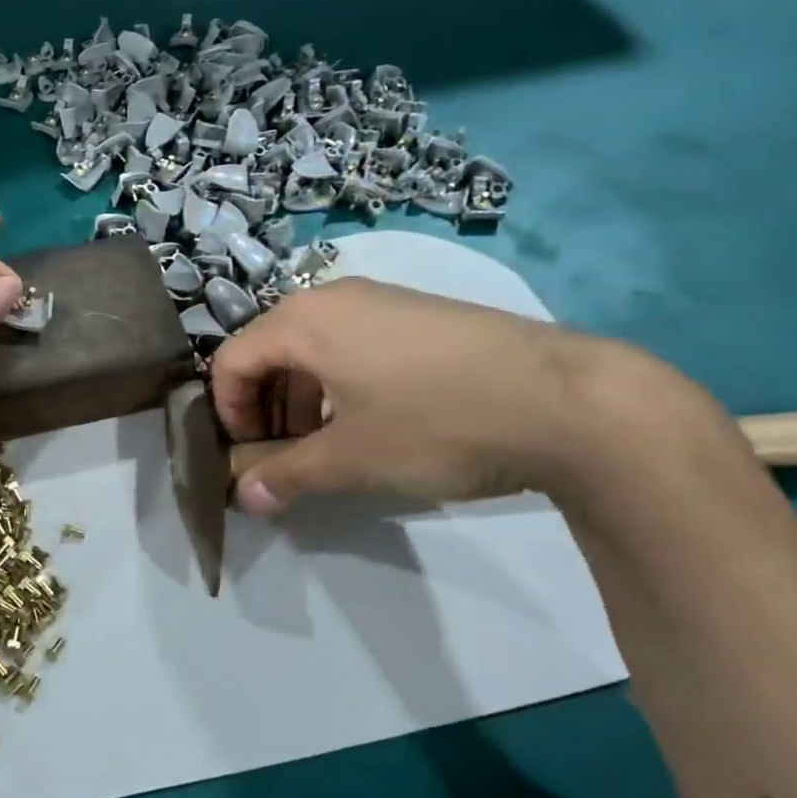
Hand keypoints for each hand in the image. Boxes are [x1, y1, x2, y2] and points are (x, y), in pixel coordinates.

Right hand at [210, 277, 615, 513]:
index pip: (230, 361)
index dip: (228, 413)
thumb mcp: (351, 459)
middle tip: (286, 456)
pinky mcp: (421, 313)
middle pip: (269, 350)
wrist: (568, 400)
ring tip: (330, 445)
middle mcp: (335, 297)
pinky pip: (355, 343)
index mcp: (303, 321)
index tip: (250, 457)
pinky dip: (342, 383)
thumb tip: (244, 500)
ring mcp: (383, 300)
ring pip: (314, 347)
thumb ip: (286, 476)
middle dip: (265, 407)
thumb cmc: (436, 423)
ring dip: (303, 398)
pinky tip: (377, 421)